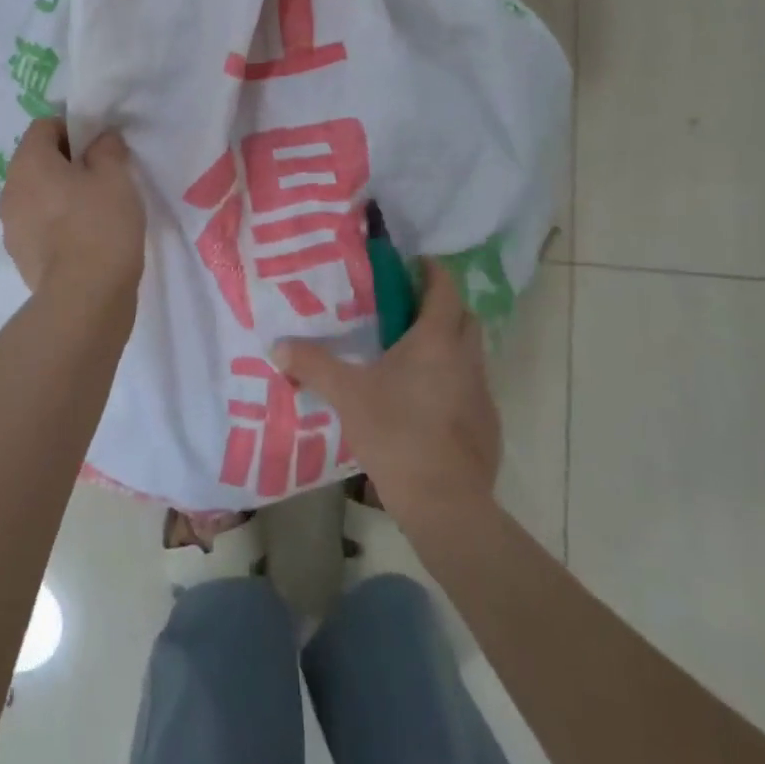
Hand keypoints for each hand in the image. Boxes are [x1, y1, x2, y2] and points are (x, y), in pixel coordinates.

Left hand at [0, 119, 144, 302]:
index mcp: (28, 163)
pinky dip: (56, 224)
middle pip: (36, 162)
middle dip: (66, 164)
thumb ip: (107, 148)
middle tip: (101, 178)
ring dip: (59, 196)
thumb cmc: (101, 225)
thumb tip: (100, 140)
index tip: (99, 146)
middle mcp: (10, 190)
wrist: (85, 296)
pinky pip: (37, 226)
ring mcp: (10, 226)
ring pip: (36, 196)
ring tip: (94, 212)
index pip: (43, 126)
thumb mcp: (116, 176)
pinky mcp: (19, 256)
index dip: (73, 129)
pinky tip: (84, 239)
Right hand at [274, 259, 500, 527]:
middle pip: (464, 317)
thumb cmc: (395, 432)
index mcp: (435, 340)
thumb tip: (277, 346)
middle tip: (409, 308)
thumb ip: (313, 365)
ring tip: (411, 354)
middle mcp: (466, 358)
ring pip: (469, 353)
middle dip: (442, 305)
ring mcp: (482, 393)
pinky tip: (425, 401)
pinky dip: (452, 380)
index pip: (444, 289)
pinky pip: (470, 387)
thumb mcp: (346, 394)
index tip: (415, 263)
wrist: (444, 500)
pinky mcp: (487, 424)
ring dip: (448, 344)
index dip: (432, 271)